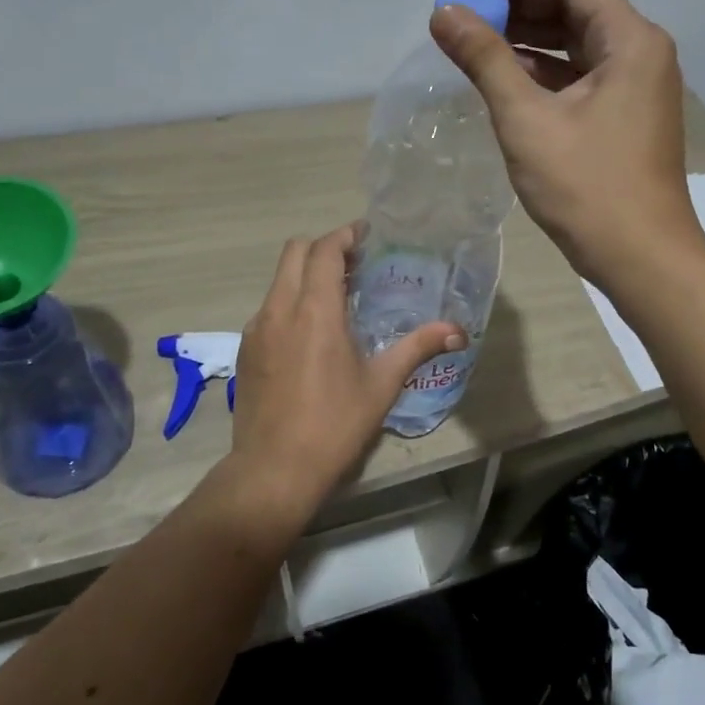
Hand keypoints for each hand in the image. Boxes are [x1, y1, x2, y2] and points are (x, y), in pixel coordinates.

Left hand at [225, 223, 463, 519]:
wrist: (273, 470)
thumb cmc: (334, 424)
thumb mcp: (382, 384)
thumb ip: (418, 347)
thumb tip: (458, 331)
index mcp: (315, 310)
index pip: (324, 249)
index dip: (345, 235)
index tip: (367, 236)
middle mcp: (280, 308)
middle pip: (294, 252)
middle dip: (323, 247)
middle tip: (354, 264)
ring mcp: (257, 329)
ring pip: (279, 279)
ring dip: (305, 274)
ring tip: (336, 296)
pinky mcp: (246, 349)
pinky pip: (269, 307)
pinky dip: (290, 301)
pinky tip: (310, 334)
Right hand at [430, 0, 702, 286]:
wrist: (642, 260)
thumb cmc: (588, 188)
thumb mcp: (527, 119)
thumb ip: (485, 60)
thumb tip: (444, 12)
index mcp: (631, 42)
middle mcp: (641, 54)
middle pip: (577, 9)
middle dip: (520, 7)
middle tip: (468, 14)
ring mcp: (636, 87)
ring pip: (578, 44)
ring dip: (529, 39)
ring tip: (476, 42)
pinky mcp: (626, 116)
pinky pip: (581, 76)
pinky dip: (544, 72)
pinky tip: (505, 79)